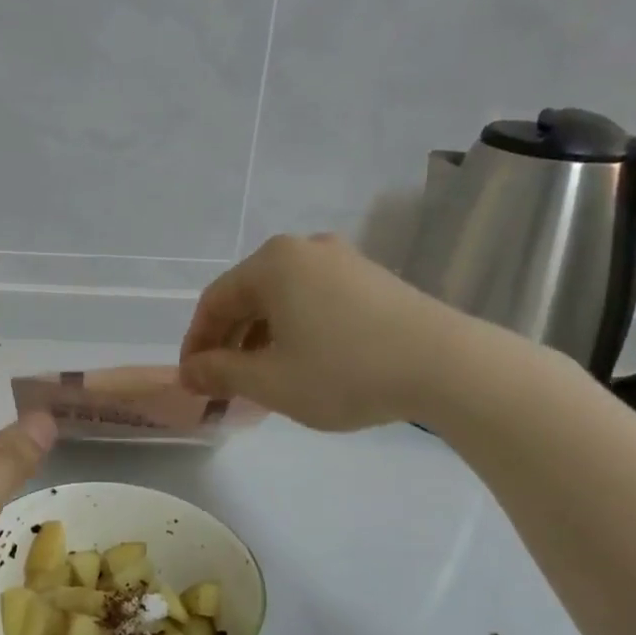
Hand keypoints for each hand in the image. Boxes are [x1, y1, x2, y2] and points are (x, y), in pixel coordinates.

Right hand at [179, 234, 481, 430]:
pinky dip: (294, 330)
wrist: (446, 366)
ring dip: (261, 338)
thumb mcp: (270, 380)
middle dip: (229, 342)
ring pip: (282, 300)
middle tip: (224, 384)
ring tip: (261, 379)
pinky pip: (313, 301)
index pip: (214, 301)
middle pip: (248, 296)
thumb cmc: (344, 371)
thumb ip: (221, 373)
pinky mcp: (371, 279)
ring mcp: (343, 260)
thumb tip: (189, 372)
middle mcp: (304, 250)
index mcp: (272, 263)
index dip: (197, 343)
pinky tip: (303, 363)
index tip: (193, 381)